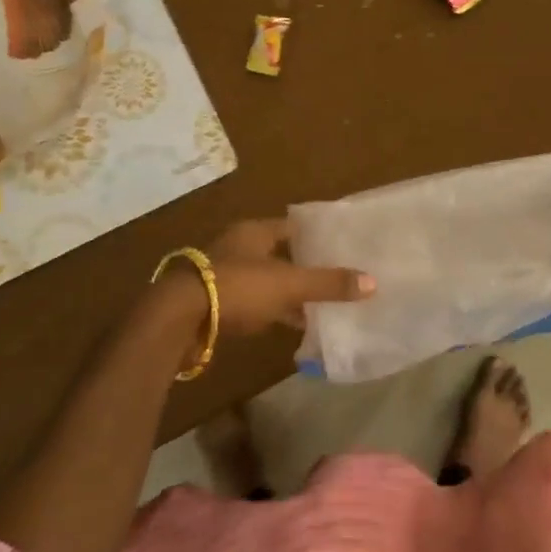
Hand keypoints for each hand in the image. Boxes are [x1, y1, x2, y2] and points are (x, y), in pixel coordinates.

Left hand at [145, 219, 374, 344]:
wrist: (177, 320)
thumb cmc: (236, 288)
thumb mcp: (289, 284)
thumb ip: (329, 283)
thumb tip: (373, 282)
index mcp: (253, 232)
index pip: (291, 226)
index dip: (316, 235)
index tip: (341, 244)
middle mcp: (237, 248)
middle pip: (278, 254)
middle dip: (304, 266)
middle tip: (335, 275)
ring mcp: (222, 276)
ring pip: (265, 280)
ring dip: (287, 291)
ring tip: (319, 303)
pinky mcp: (214, 304)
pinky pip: (252, 303)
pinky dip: (271, 311)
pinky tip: (290, 324)